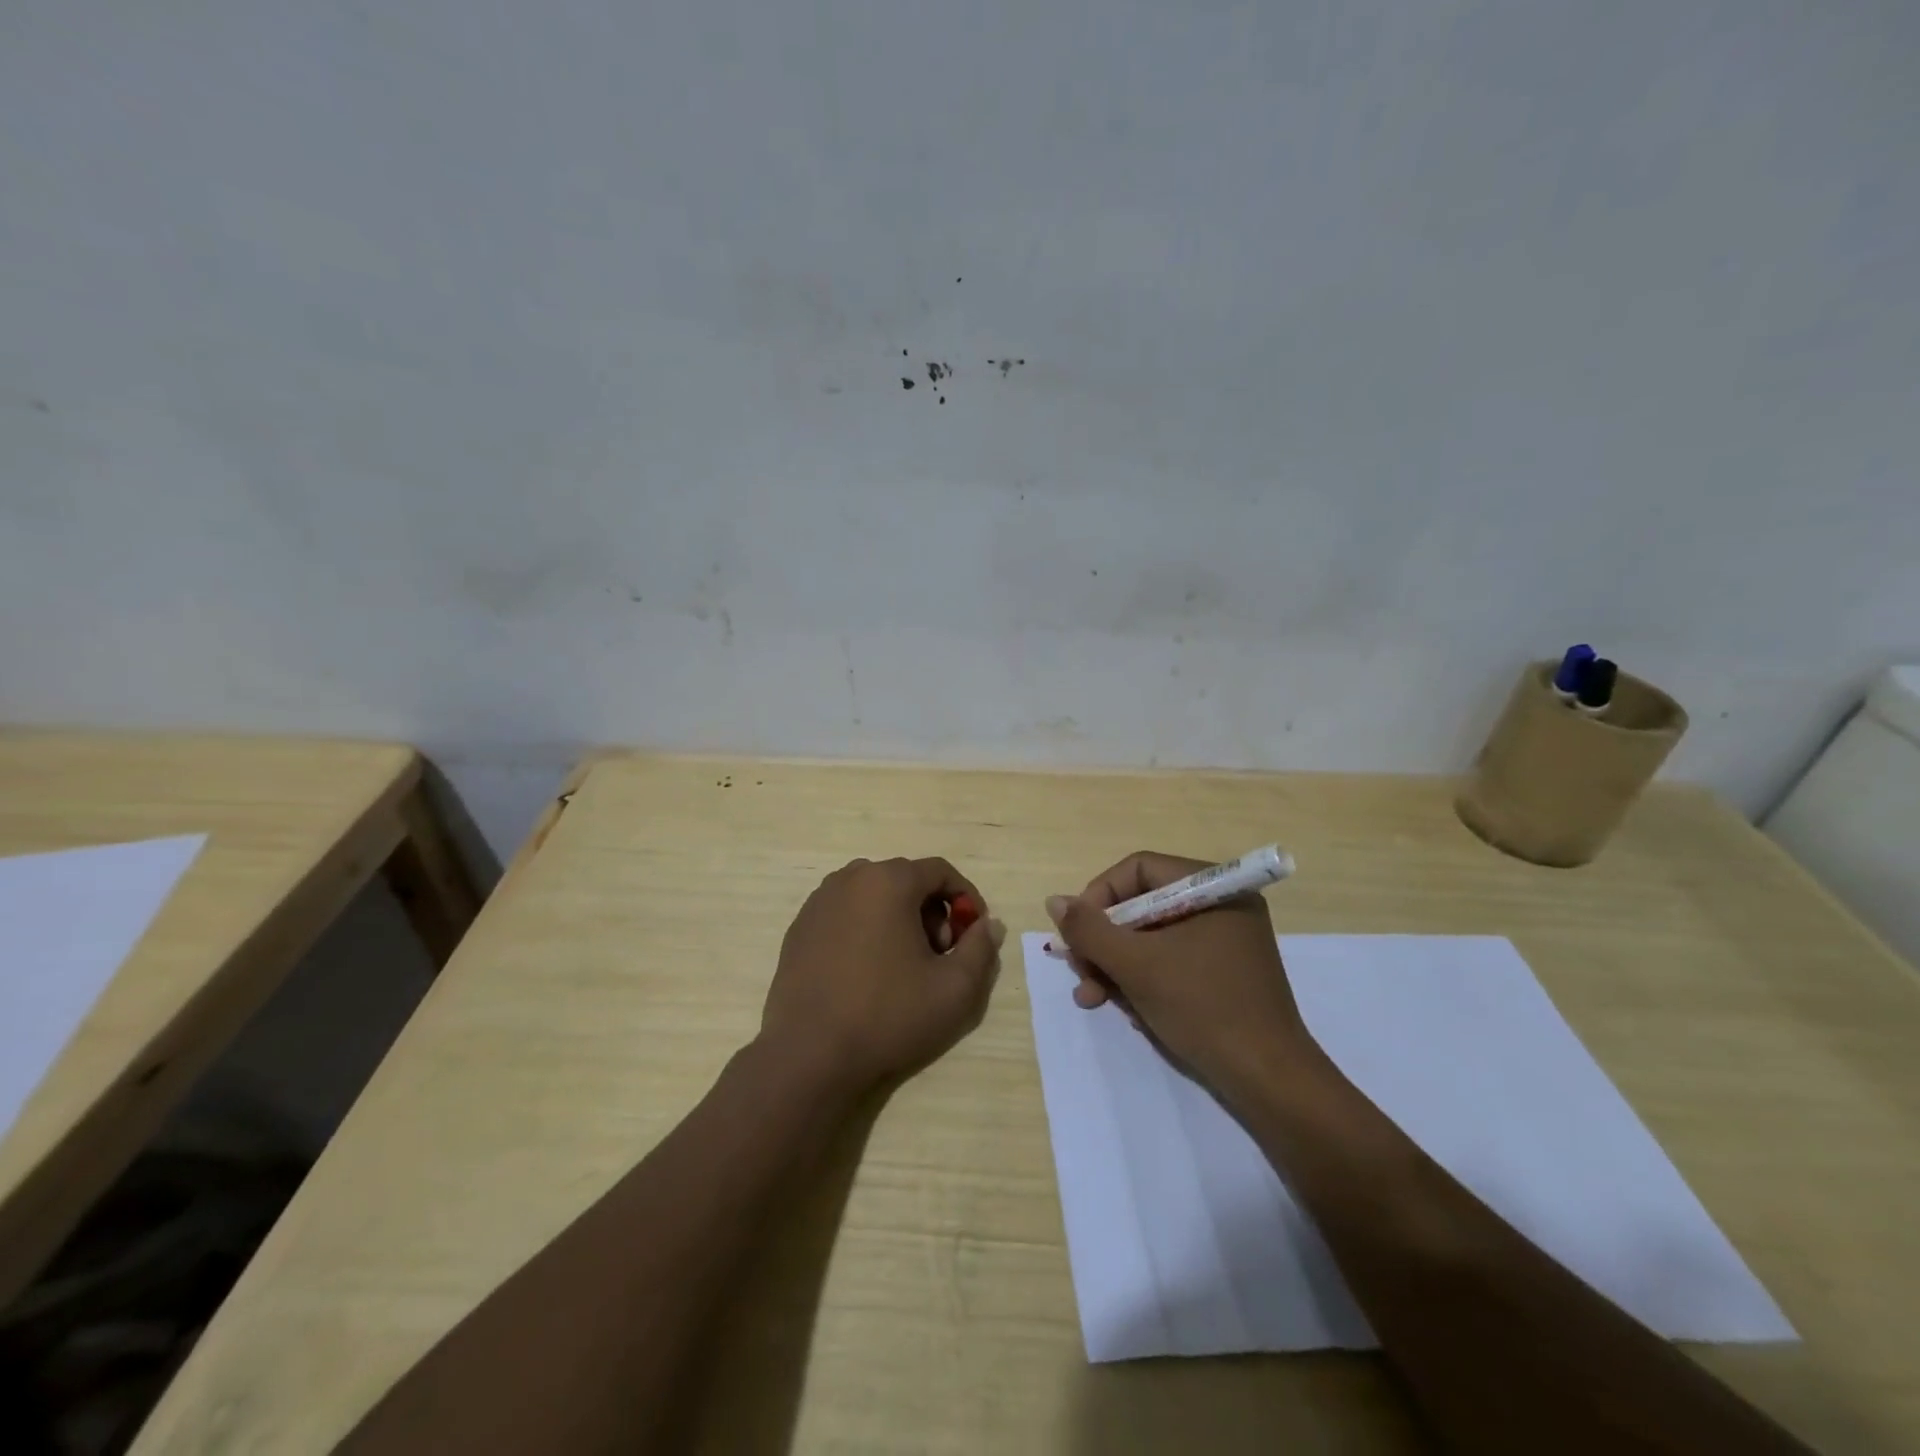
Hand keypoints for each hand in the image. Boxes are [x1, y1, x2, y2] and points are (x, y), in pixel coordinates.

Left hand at [762, 856, 1004, 1096]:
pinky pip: (845, 913)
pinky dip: (866, 928)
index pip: (940, 871)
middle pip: (906, 881)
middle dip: (932, 911)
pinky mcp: (799, 927)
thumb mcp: (954, 988)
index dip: (966, 898)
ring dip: (899, 918)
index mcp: (889, 881)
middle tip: (939, 955)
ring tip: (904, 965)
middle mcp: (850, 878)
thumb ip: (981, 949)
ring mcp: (819, 901)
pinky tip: (867, 971)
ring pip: (874, 895)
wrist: (810, 1055)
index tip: (974, 932)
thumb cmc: (888, 1015)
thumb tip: (989, 925)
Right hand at [1046, 851, 1318, 1092]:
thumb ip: (1090, 930)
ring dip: (1115, 965)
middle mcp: (1221, 906)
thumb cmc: (1203, 1008)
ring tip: (1091, 998)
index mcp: (1213, 888)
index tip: (1076, 933)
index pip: (1138, 870)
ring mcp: (1224, 941)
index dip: (1099, 896)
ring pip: (1151, 937)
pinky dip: (1142, 979)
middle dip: (1104, 940)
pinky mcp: (1222, 973)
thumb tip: (1054, 901)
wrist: (1269, 1081)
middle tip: (1079, 971)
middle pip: (1142, 905)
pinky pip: (1170, 960)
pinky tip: (1126, 1010)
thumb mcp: (1136, 966)